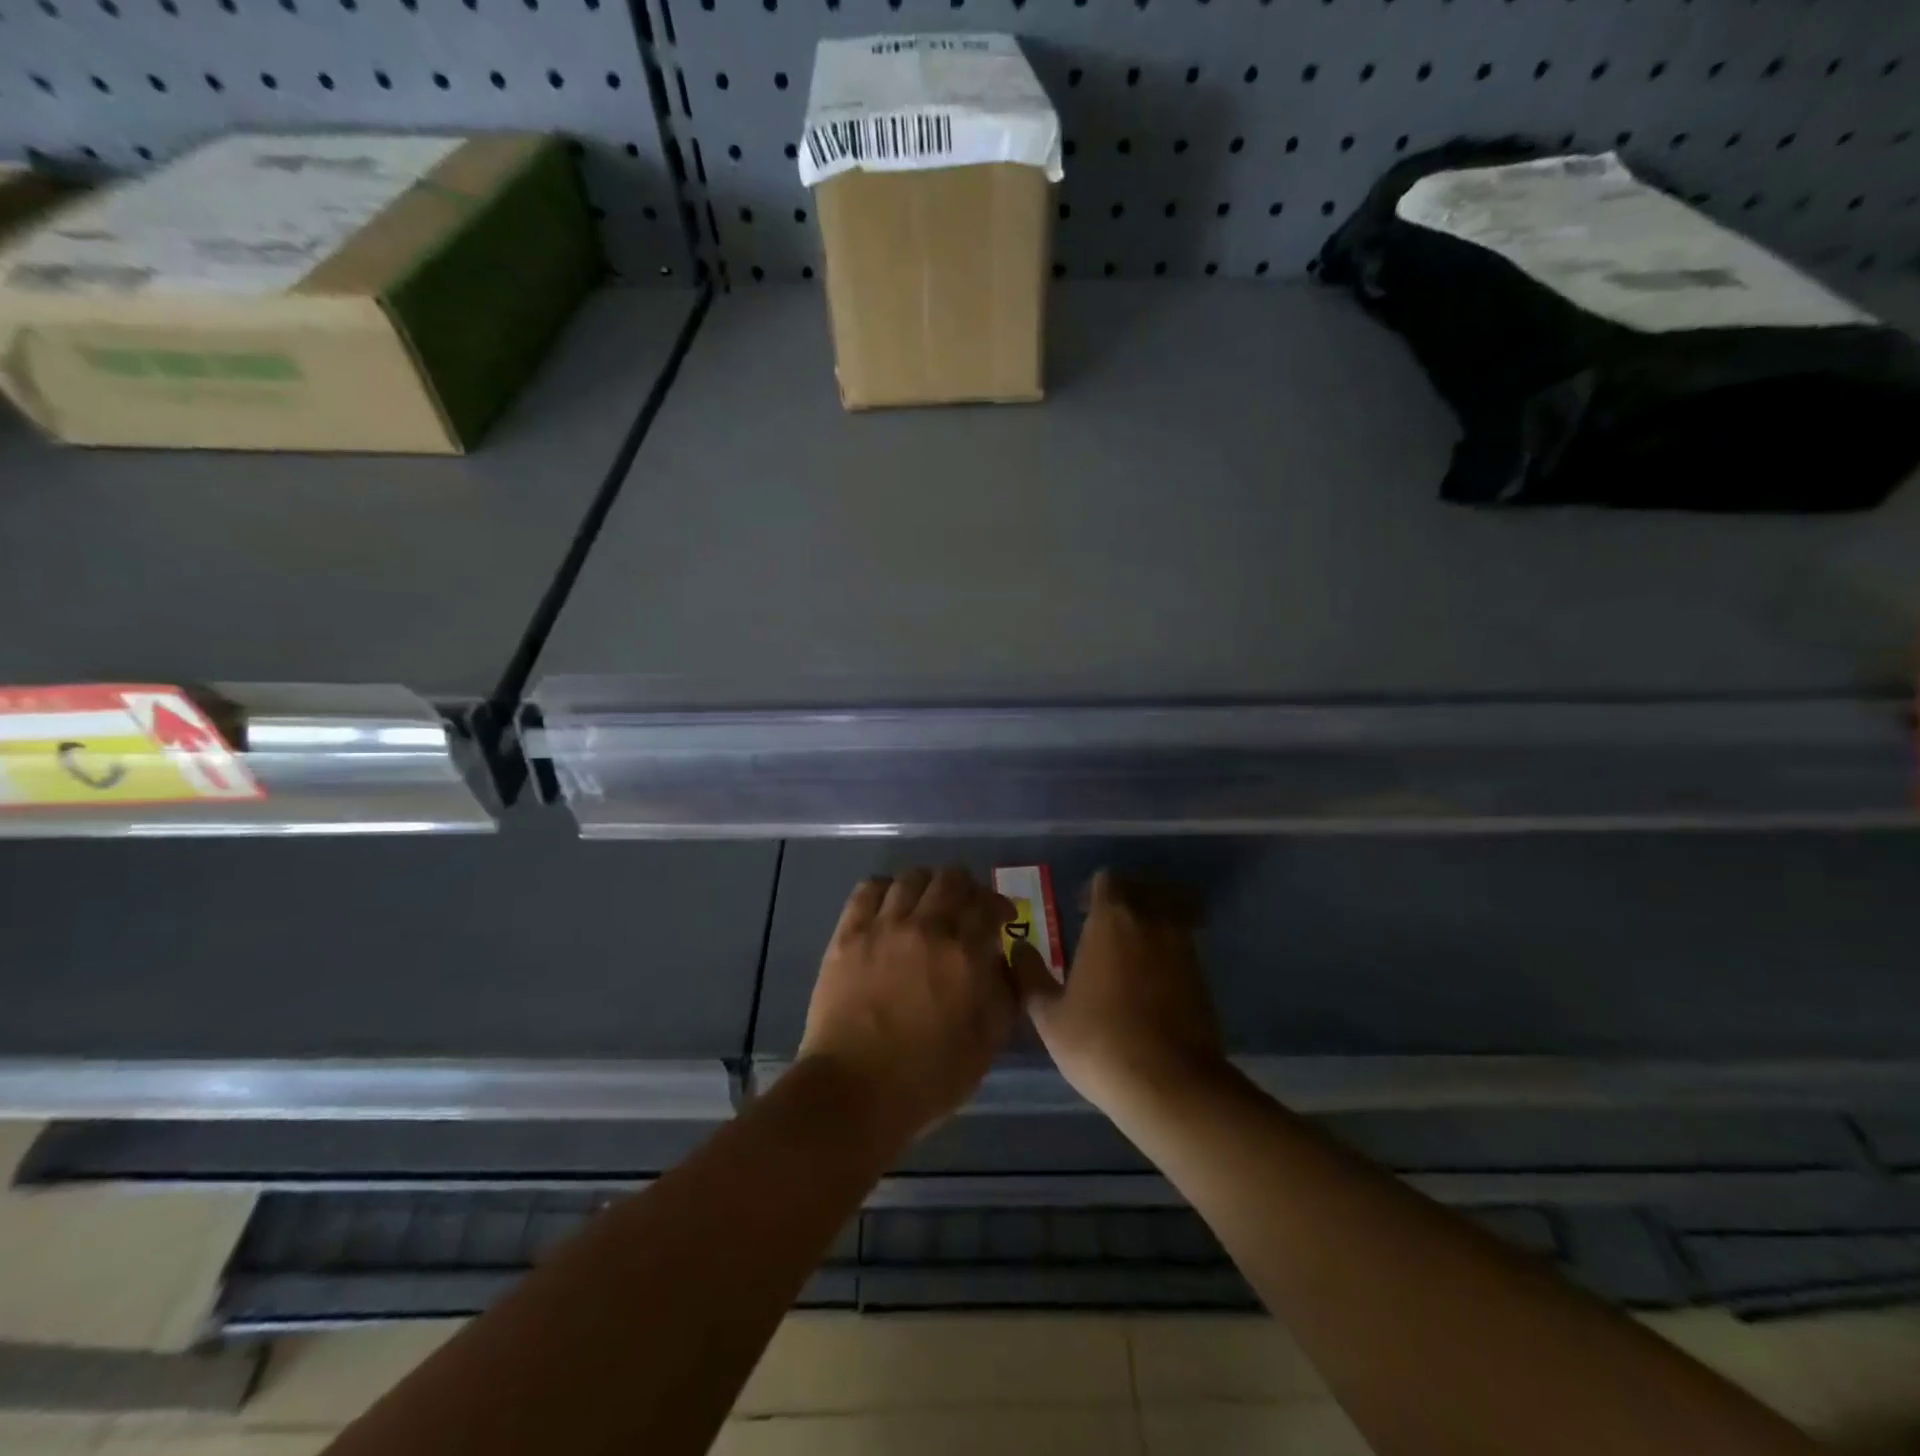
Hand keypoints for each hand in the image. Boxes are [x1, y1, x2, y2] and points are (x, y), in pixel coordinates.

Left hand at [798, 867, 1022, 1149]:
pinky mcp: (849, 933)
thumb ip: (1005, 995)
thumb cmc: (928, 1078)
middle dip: (967, 888)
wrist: (854, 1091)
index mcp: (966, 954)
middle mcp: (928, 928)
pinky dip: (886, 888)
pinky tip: (891, 904)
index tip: (1001, 918)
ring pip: (912, 877)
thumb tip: (1006, 960)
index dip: (1000, 906)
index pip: (988, 905)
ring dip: (928, 884)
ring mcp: (884, 927)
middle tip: (967, 906)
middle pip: (952, 879)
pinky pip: (869, 889)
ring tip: (928, 902)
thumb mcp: (987, 1044)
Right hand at [1015, 870, 1228, 1117]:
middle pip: (1141, 890)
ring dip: (1148, 927)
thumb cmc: (1100, 1042)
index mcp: (1112, 918)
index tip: (1080, 912)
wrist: (1172, 1085)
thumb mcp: (1049, 1015)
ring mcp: (1183, 946)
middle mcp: (1151, 920)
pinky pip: (1182, 947)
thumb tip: (1017, 947)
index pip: (1107, 880)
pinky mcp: (1204, 975)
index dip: (1092, 891)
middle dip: (1123, 902)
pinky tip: (1151, 985)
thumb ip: (1029, 975)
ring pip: (1166, 916)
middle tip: (1104, 931)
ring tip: (1128, 958)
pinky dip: (1167, 954)